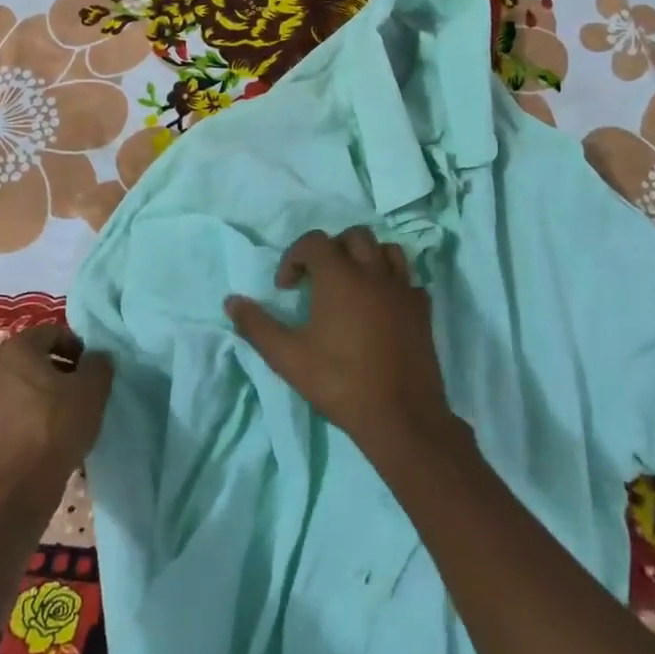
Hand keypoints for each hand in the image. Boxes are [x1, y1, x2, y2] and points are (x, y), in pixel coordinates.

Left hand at [0, 325, 112, 500]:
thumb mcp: (92, 388)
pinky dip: (39, 408)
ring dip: (53, 388)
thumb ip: (99, 364)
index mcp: (18, 347)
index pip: (54, 332)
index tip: (93, 370)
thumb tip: (97, 358)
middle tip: (86, 388)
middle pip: (40, 355)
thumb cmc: (57, 424)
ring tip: (74, 410)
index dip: (79, 347)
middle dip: (66, 367)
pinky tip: (56, 428)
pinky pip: (21, 402)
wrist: (23, 483)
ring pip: (30, 380)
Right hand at [224, 228, 454, 459]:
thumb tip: (231, 301)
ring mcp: (402, 290)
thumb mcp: (287, 357)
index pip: (314, 241)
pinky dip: (392, 284)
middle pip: (354, 236)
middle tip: (317, 280)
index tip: (285, 289)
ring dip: (366, 259)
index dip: (293, 257)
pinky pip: (408, 282)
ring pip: (387, 251)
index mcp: (339, 276)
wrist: (400, 416)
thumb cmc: (339, 382)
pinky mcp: (422, 311)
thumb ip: (257, 326)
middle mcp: (373, 273)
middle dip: (331, 250)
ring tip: (351, 286)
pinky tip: (381, 308)